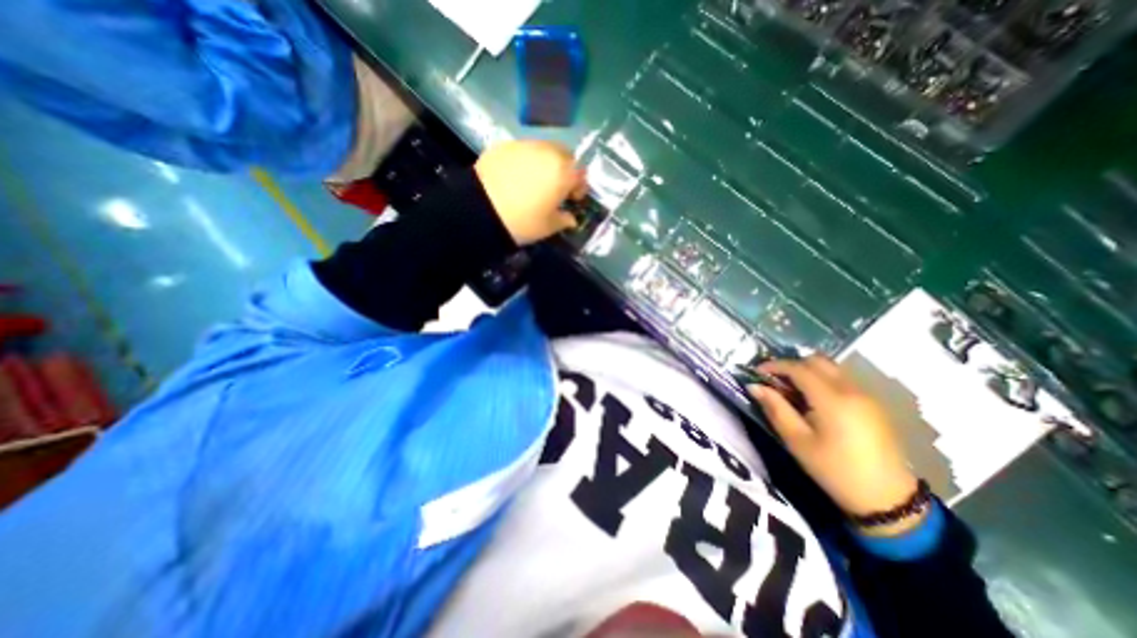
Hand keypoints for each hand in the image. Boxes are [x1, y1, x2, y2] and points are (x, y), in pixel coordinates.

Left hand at [475, 139, 590, 246]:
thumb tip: (571, 218)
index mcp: (563, 172)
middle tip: (556, 187)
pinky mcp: (504, 145)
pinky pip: (523, 150)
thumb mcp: (548, 227)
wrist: (480, 210)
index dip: (579, 187)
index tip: (572, 199)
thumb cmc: (522, 221)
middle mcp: (547, 152)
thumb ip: (564, 220)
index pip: (580, 174)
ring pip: (544, 149)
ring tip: (534, 181)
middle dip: (564, 169)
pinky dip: (525, 161)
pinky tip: (515, 177)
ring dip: (545, 163)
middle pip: (564, 155)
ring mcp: (525, 145)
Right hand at [747, 354, 922, 532]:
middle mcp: (851, 390)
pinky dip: (822, 379)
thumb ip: (775, 408)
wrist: (887, 499)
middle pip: (817, 361)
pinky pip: (842, 379)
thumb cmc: (834, 469)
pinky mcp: (873, 404)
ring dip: (808, 371)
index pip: (798, 368)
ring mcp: (866, 395)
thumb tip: (754, 386)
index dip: (774, 366)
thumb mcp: (797, 440)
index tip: (756, 372)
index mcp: (832, 399)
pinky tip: (813, 399)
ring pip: (831, 368)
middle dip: (792, 365)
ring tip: (791, 389)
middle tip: (774, 380)